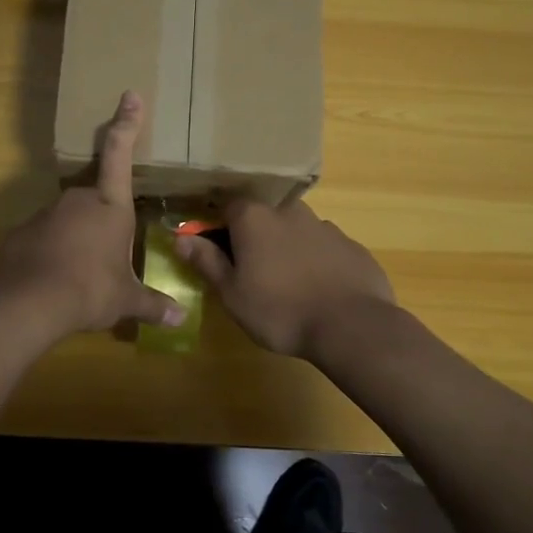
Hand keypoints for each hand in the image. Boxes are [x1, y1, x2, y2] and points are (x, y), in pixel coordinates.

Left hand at [0, 91, 185, 337]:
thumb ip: (153, 304)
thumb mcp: (126, 301)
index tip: (129, 95)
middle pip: (95, 201)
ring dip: (76, 240)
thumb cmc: (91, 291)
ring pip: (67, 221)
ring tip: (80, 276)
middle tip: (105, 259)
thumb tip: (181, 319)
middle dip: (101, 224)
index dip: (127, 123)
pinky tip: (54, 280)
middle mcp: (77, 201)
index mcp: (110, 207)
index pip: (120, 155)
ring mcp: (45, 214)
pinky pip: (43, 238)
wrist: (31, 305)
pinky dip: (51, 253)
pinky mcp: (20, 233)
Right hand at [175, 198, 393, 357]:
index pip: (226, 206)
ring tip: (285, 282)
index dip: (216, 225)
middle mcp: (289, 211)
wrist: (351, 326)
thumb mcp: (232, 293)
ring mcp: (324, 226)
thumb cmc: (280, 310)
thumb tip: (181, 238)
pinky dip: (315, 261)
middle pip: (262, 215)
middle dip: (253, 235)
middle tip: (250, 269)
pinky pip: (323, 247)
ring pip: (295, 229)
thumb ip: (207, 261)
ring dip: (286, 247)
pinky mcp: (351, 246)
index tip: (214, 249)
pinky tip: (317, 289)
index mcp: (254, 218)